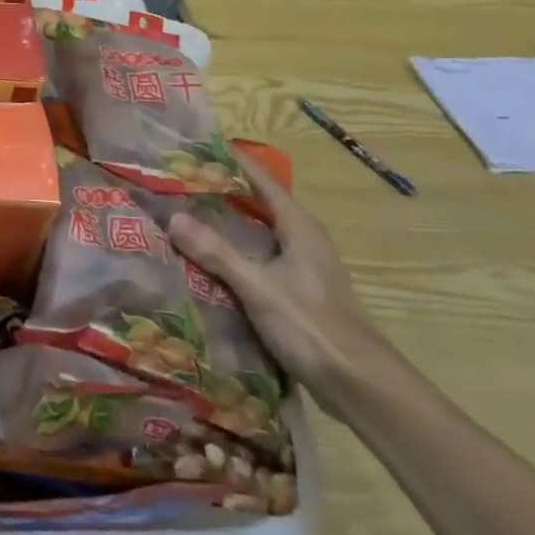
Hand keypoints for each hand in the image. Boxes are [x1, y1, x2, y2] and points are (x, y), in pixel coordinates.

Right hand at [168, 153, 395, 418]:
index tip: (194, 146)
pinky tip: (203, 261)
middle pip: (255, 203)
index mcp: (298, 227)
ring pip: (255, 232)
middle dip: (218, 191)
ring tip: (180, 216)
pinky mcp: (296, 292)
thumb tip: (173, 216)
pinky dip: (230, 252)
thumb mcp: (259, 287)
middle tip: (175, 182)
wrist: (362, 387)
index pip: (260, 178)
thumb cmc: (314, 327)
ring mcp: (301, 267)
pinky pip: (256, 258)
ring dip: (222, 223)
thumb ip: (217, 252)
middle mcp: (301, 239)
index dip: (230, 160)